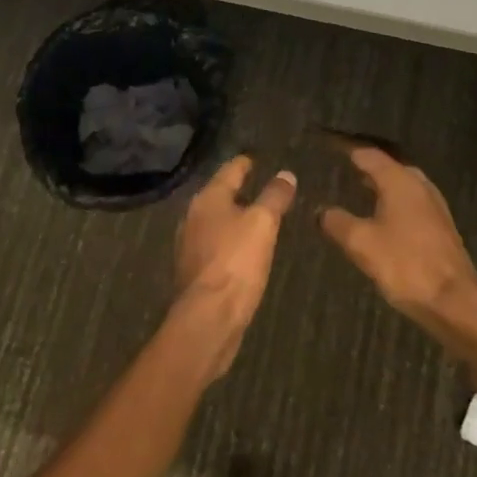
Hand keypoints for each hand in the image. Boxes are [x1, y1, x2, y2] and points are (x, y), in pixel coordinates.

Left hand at [174, 155, 295, 376]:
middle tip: (263, 186)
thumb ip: (275, 196)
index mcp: (208, 198)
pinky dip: (230, 240)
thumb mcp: (263, 223)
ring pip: (216, 221)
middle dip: (239, 190)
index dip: (246, 163)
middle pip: (220, 195)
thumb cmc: (236, 262)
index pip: (230, 170)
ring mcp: (190, 245)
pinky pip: (216, 245)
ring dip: (235, 217)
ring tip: (257, 217)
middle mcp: (193, 216)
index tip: (258, 158)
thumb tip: (286, 174)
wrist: (209, 318)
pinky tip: (244, 249)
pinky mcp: (195, 271)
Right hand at [320, 147, 476, 356]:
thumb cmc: (405, 264)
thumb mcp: (361, 243)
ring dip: (381, 185)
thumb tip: (321, 210)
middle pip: (389, 166)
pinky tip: (382, 217)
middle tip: (343, 168)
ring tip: (358, 189)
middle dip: (366, 166)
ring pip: (402, 185)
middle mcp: (419, 185)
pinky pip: (411, 202)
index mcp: (400, 180)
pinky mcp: (440, 226)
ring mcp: (434, 205)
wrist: (453, 300)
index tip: (329, 148)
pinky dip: (393, 202)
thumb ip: (338, 222)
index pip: (369, 154)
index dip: (348, 150)